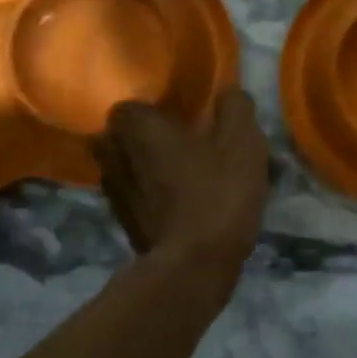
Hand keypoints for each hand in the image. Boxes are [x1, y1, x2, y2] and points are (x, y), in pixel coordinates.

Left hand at [93, 89, 269, 281]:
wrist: (194, 265)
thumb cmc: (218, 193)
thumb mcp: (243, 143)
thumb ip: (235, 107)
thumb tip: (229, 92)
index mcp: (138, 127)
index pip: (131, 104)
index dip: (155, 108)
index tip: (181, 117)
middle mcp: (114, 155)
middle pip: (121, 136)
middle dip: (143, 138)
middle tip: (179, 142)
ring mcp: (113, 193)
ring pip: (125, 167)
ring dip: (145, 167)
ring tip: (180, 173)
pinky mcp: (123, 223)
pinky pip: (134, 196)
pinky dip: (150, 195)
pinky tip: (180, 203)